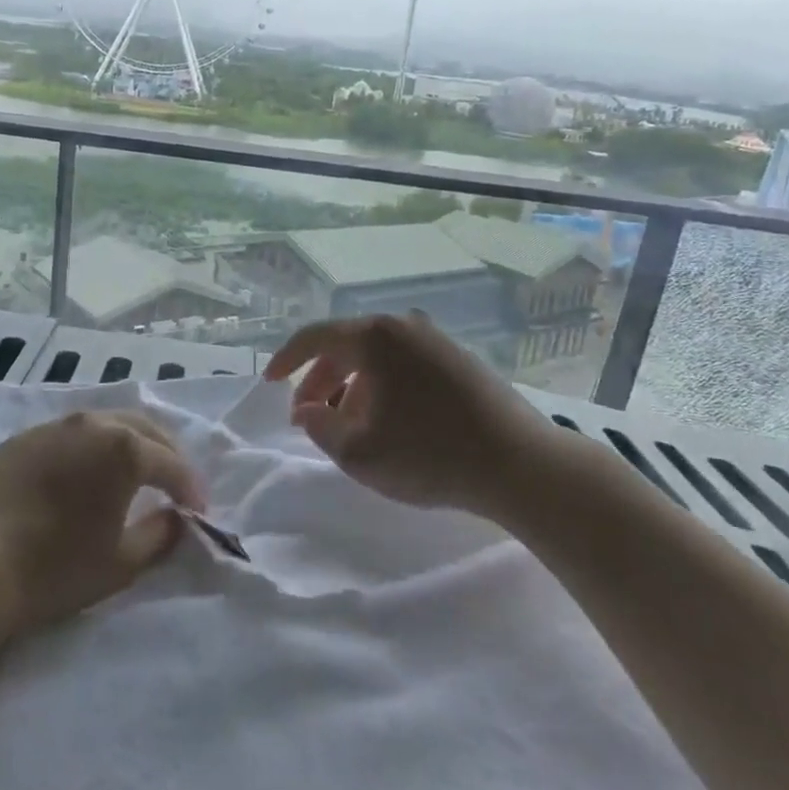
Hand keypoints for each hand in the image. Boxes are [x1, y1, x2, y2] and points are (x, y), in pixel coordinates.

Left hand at [0, 411, 205, 633]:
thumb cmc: (56, 567)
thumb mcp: (122, 562)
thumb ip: (160, 534)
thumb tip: (177, 517)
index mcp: (124, 448)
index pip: (171, 463)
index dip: (190, 487)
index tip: (198, 510)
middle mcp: (93, 424)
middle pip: (142, 429)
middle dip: (165, 453)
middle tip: (173, 481)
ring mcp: (54, 426)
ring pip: (105, 424)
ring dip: (127, 443)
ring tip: (132, 471)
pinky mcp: (23, 438)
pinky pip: (69, 435)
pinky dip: (89, 449)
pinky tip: (83, 473)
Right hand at [264, 313, 560, 520]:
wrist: (519, 463)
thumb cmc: (429, 455)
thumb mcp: (359, 452)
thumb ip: (319, 427)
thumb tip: (308, 410)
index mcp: (374, 337)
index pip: (314, 337)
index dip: (285, 359)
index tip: (269, 382)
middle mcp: (402, 326)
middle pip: (345, 346)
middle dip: (321, 381)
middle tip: (309, 417)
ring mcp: (434, 339)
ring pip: (376, 357)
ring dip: (352, 387)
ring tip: (349, 426)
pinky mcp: (457, 359)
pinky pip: (403, 364)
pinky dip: (382, 386)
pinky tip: (389, 421)